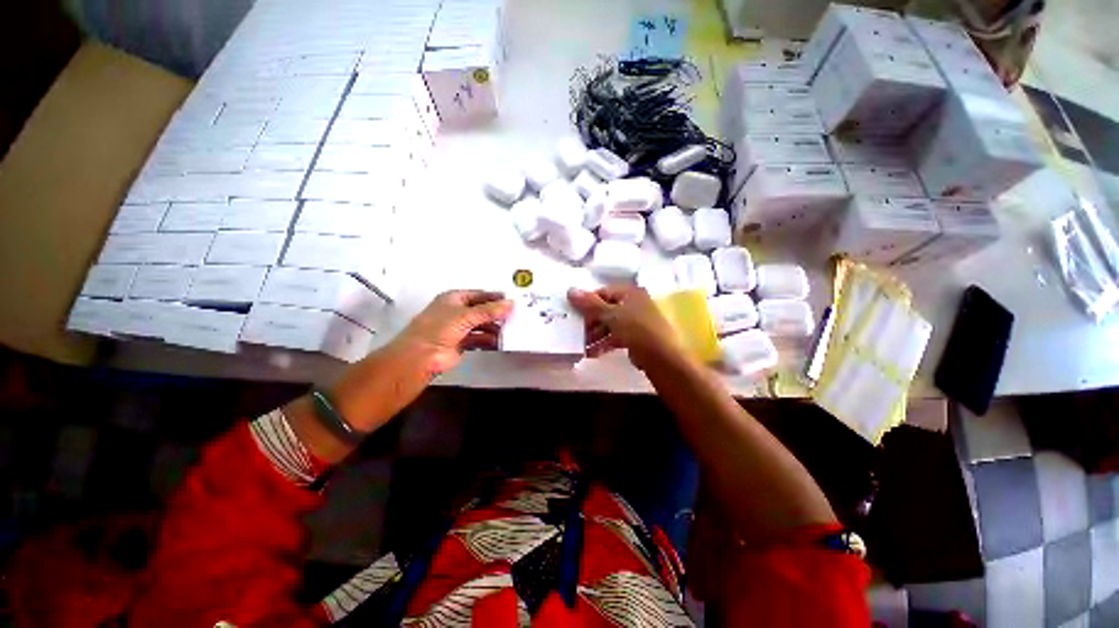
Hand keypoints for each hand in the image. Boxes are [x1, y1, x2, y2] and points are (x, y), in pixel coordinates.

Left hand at [385, 290, 513, 376]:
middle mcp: (456, 312)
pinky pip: (479, 339)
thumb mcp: (466, 315)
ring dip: (494, 328)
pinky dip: (489, 340)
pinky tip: (500, 342)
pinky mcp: (461, 344)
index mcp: (453, 299)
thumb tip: (510, 304)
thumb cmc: (438, 329)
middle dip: (496, 314)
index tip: (511, 300)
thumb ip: (489, 310)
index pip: (479, 295)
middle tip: (515, 316)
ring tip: (510, 330)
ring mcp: (458, 328)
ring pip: (481, 326)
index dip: (494, 297)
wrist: (420, 357)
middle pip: (481, 310)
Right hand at [567, 286, 685, 370]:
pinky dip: (605, 343)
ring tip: (583, 346)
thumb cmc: (637, 330)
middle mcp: (634, 304)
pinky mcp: (637, 338)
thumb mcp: (611, 315)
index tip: (574, 314)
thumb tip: (570, 290)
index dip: (587, 302)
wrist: (663, 358)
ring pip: (610, 325)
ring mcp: (636, 321)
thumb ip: (590, 304)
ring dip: (595, 335)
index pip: (602, 293)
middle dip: (590, 322)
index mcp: (630, 293)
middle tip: (576, 333)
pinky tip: (593, 353)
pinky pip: (616, 336)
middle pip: (606, 309)